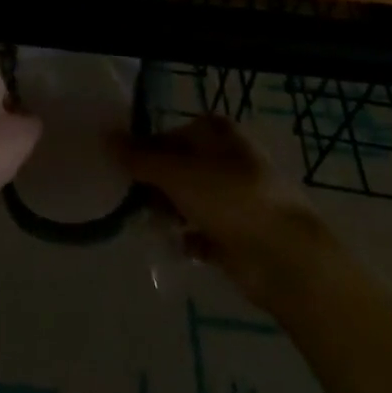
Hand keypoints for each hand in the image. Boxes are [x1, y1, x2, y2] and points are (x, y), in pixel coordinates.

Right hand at [116, 116, 322, 303]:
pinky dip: (185, 238)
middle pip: (179, 167)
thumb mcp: (177, 172)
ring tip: (152, 226)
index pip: (173, 132)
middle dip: (155, 185)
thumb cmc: (231, 200)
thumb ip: (140, 157)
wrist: (285, 259)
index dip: (148, 148)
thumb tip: (106, 138)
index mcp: (220, 134)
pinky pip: (199, 233)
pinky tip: (174, 246)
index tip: (126, 168)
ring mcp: (235, 199)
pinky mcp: (236, 235)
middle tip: (134, 200)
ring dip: (168, 212)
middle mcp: (229, 161)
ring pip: (188, 200)